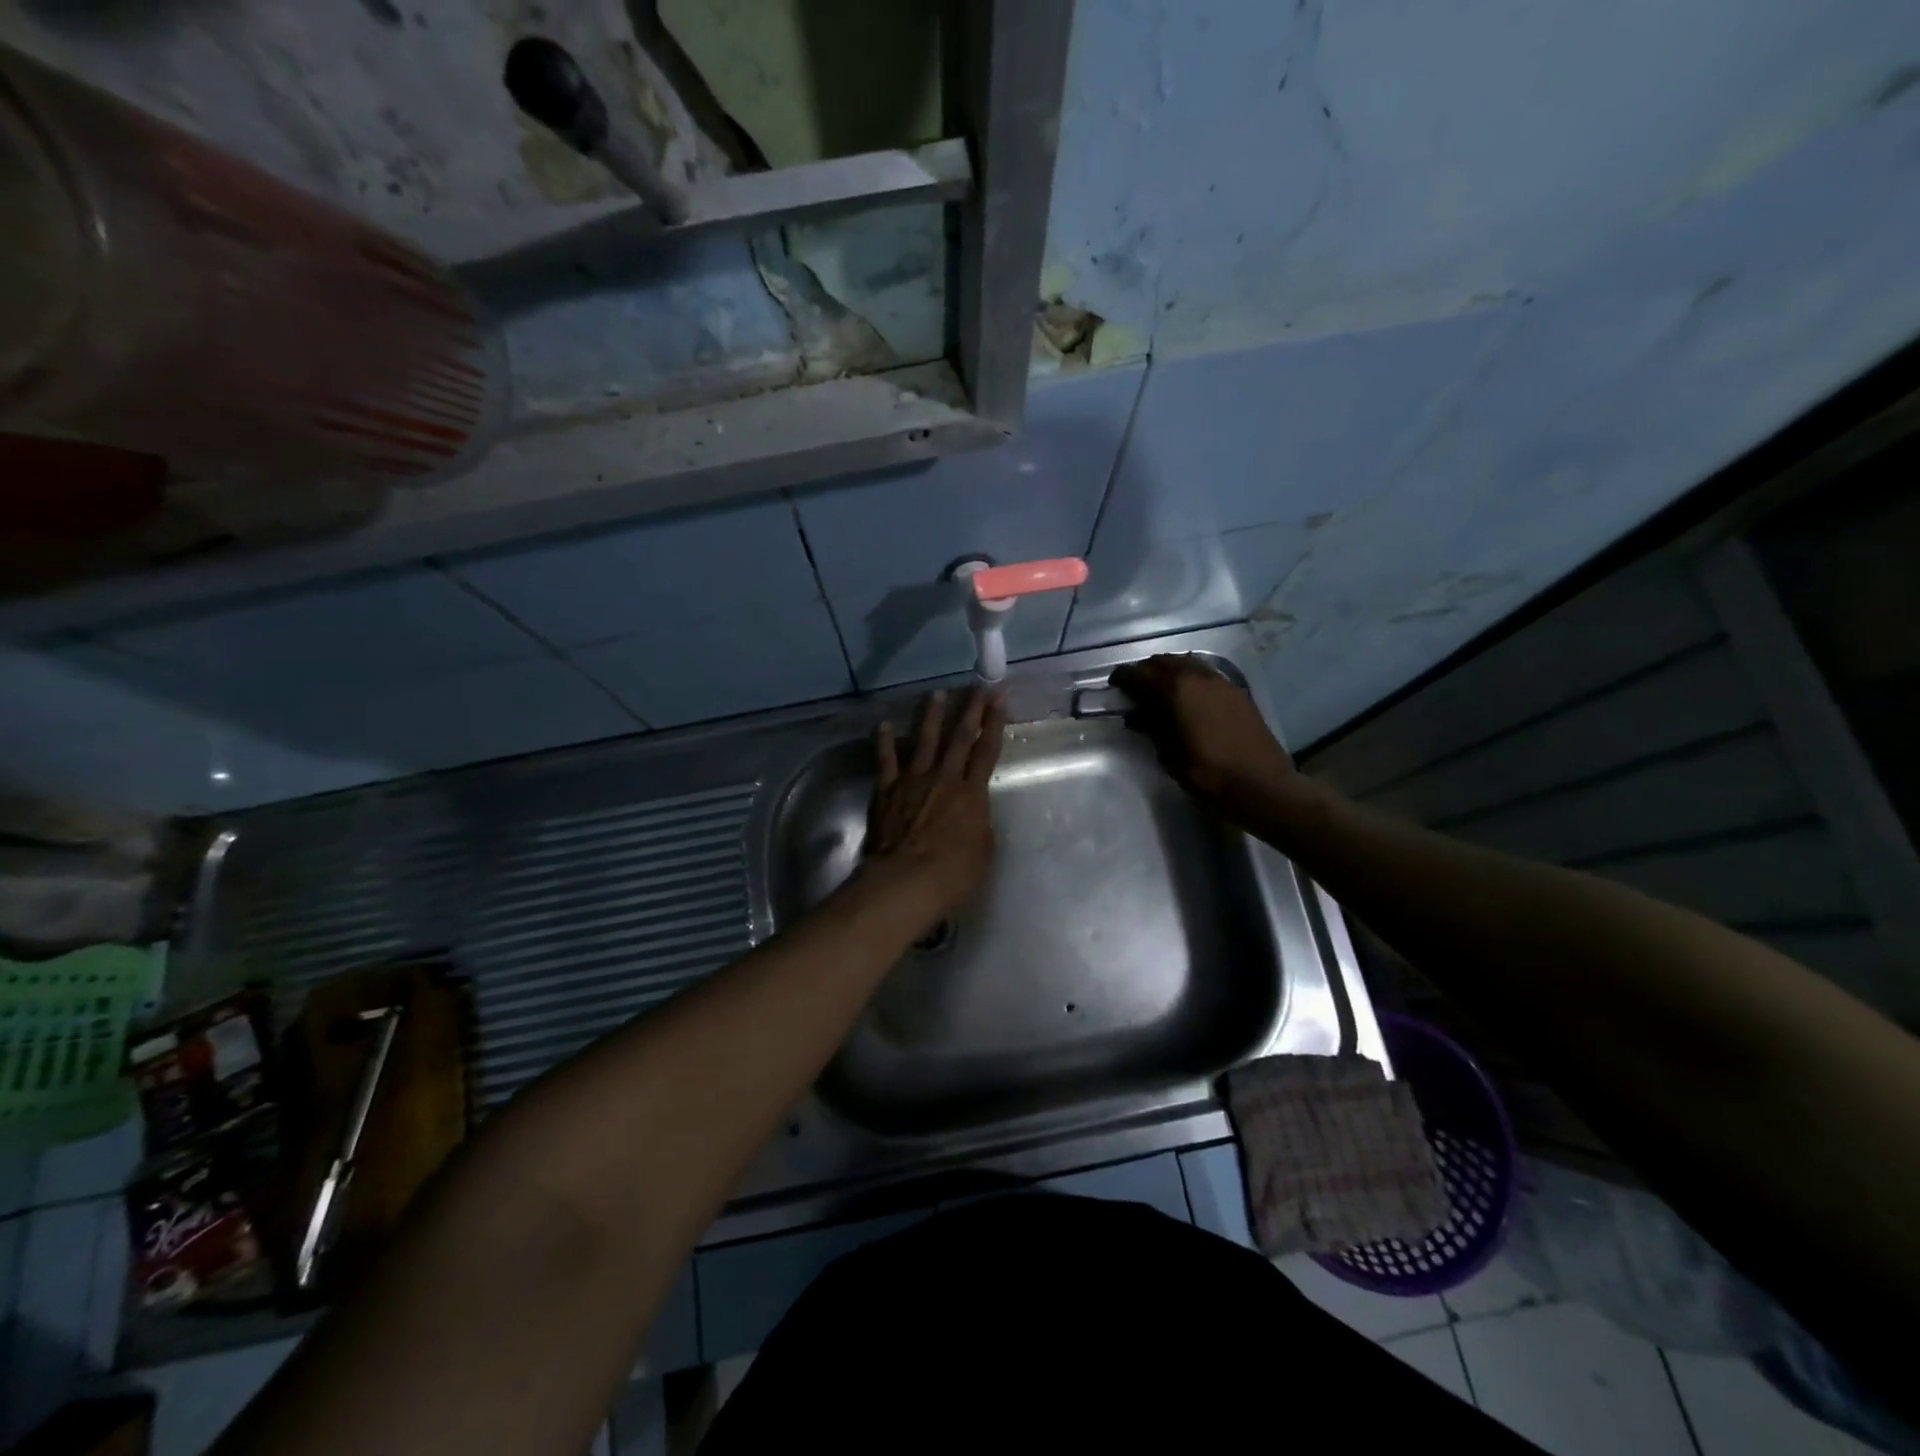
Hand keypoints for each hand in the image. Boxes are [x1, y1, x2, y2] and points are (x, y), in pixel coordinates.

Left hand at [858, 687, 1005, 924]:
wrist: (906, 880)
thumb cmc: (953, 873)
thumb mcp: (983, 851)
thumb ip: (979, 824)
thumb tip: (973, 813)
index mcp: (972, 793)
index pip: (987, 751)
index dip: (994, 724)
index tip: (999, 698)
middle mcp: (944, 778)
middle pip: (959, 737)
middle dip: (971, 709)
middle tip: (977, 686)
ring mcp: (913, 781)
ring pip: (925, 741)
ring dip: (931, 716)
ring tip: (936, 694)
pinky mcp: (887, 790)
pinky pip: (886, 761)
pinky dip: (884, 742)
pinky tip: (883, 726)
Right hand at [1110, 654, 1303, 828]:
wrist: (1262, 785)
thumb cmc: (1209, 774)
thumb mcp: (1170, 755)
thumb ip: (1152, 730)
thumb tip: (1136, 717)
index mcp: (1178, 691)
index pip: (1142, 675)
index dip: (1124, 677)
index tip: (1114, 683)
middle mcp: (1199, 677)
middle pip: (1165, 662)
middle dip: (1147, 670)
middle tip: (1135, 686)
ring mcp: (1222, 682)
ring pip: (1188, 663)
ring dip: (1170, 670)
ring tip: (1160, 688)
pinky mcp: (1237, 692)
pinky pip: (1206, 673)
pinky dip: (1191, 677)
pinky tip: (1188, 695)